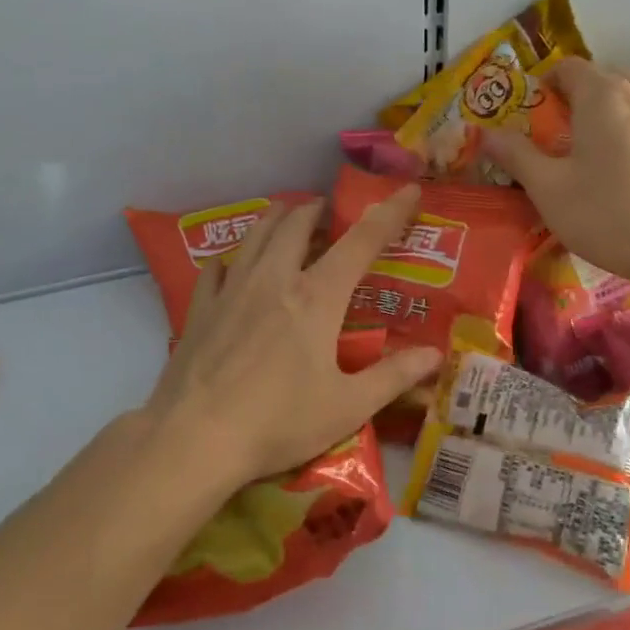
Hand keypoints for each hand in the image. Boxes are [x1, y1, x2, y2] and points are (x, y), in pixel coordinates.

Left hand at [141, 186, 442, 488]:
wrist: (194, 439)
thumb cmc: (278, 423)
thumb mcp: (347, 406)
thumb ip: (394, 377)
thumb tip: (435, 355)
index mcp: (316, 297)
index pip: (361, 241)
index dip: (389, 213)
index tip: (408, 190)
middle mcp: (274, 279)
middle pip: (299, 223)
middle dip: (320, 209)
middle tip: (331, 212)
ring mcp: (232, 289)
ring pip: (256, 234)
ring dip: (278, 218)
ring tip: (289, 217)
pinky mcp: (201, 308)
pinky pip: (218, 266)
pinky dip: (235, 256)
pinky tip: (235, 264)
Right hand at [483, 56, 629, 286]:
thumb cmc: (605, 213)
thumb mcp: (547, 187)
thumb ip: (515, 154)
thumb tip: (484, 133)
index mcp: (601, 94)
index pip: (567, 67)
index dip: (542, 85)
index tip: (528, 117)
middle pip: (599, 77)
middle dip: (572, 96)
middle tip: (551, 134)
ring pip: (624, 97)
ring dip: (599, 112)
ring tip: (582, 151)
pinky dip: (623, 129)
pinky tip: (615, 169)